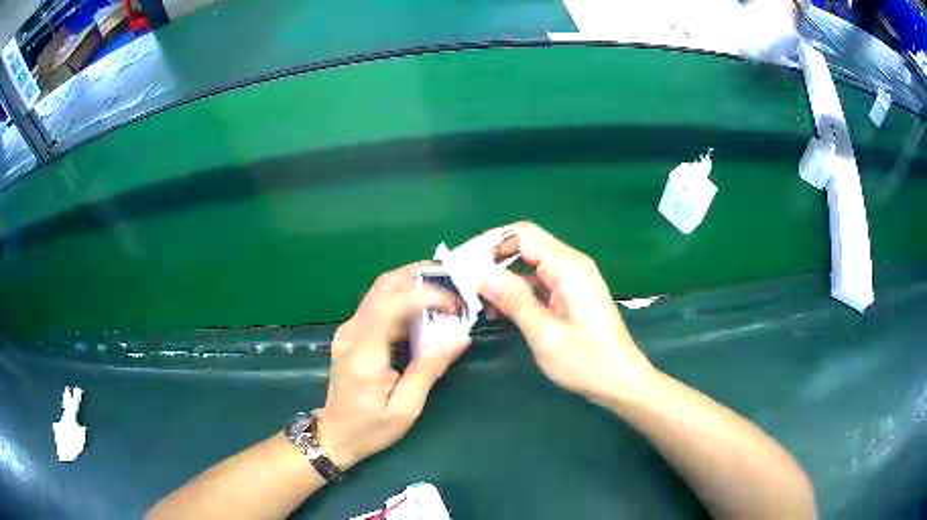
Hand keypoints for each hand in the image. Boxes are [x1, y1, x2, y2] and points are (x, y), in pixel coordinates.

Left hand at [315, 263, 469, 468]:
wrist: (335, 435)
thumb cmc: (371, 428)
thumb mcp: (406, 407)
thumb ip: (429, 369)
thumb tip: (459, 337)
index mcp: (364, 352)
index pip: (391, 303)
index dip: (425, 294)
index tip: (455, 303)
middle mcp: (352, 332)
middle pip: (383, 285)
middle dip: (419, 275)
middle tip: (453, 280)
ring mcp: (349, 331)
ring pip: (381, 291)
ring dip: (413, 286)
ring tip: (445, 294)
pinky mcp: (352, 334)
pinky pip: (379, 306)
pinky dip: (404, 301)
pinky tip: (426, 312)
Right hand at [479, 222, 654, 404]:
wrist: (620, 380)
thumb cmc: (585, 360)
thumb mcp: (543, 332)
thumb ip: (512, 298)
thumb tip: (478, 273)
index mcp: (567, 266)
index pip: (523, 235)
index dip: (491, 244)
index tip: (465, 265)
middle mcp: (571, 264)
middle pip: (526, 247)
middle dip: (495, 263)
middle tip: (468, 287)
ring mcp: (573, 279)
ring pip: (531, 266)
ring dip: (505, 281)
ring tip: (482, 306)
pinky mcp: (573, 294)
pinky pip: (541, 283)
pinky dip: (520, 293)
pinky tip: (504, 313)